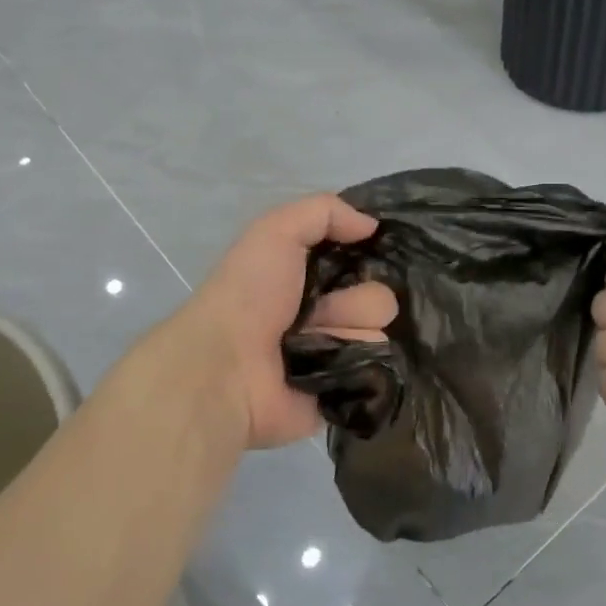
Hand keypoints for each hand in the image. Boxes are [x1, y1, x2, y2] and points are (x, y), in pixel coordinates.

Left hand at [178, 194, 397, 449]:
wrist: (226, 368)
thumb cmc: (248, 293)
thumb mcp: (276, 231)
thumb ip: (325, 212)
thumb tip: (371, 225)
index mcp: (309, 277)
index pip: (364, 262)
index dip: (368, 257)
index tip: (365, 258)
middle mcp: (325, 315)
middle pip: (379, 300)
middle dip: (357, 301)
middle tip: (319, 310)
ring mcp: (335, 356)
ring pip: (379, 335)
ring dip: (350, 334)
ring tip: (315, 343)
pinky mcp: (343, 392)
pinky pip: (378, 374)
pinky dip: (359, 369)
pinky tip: (331, 367)